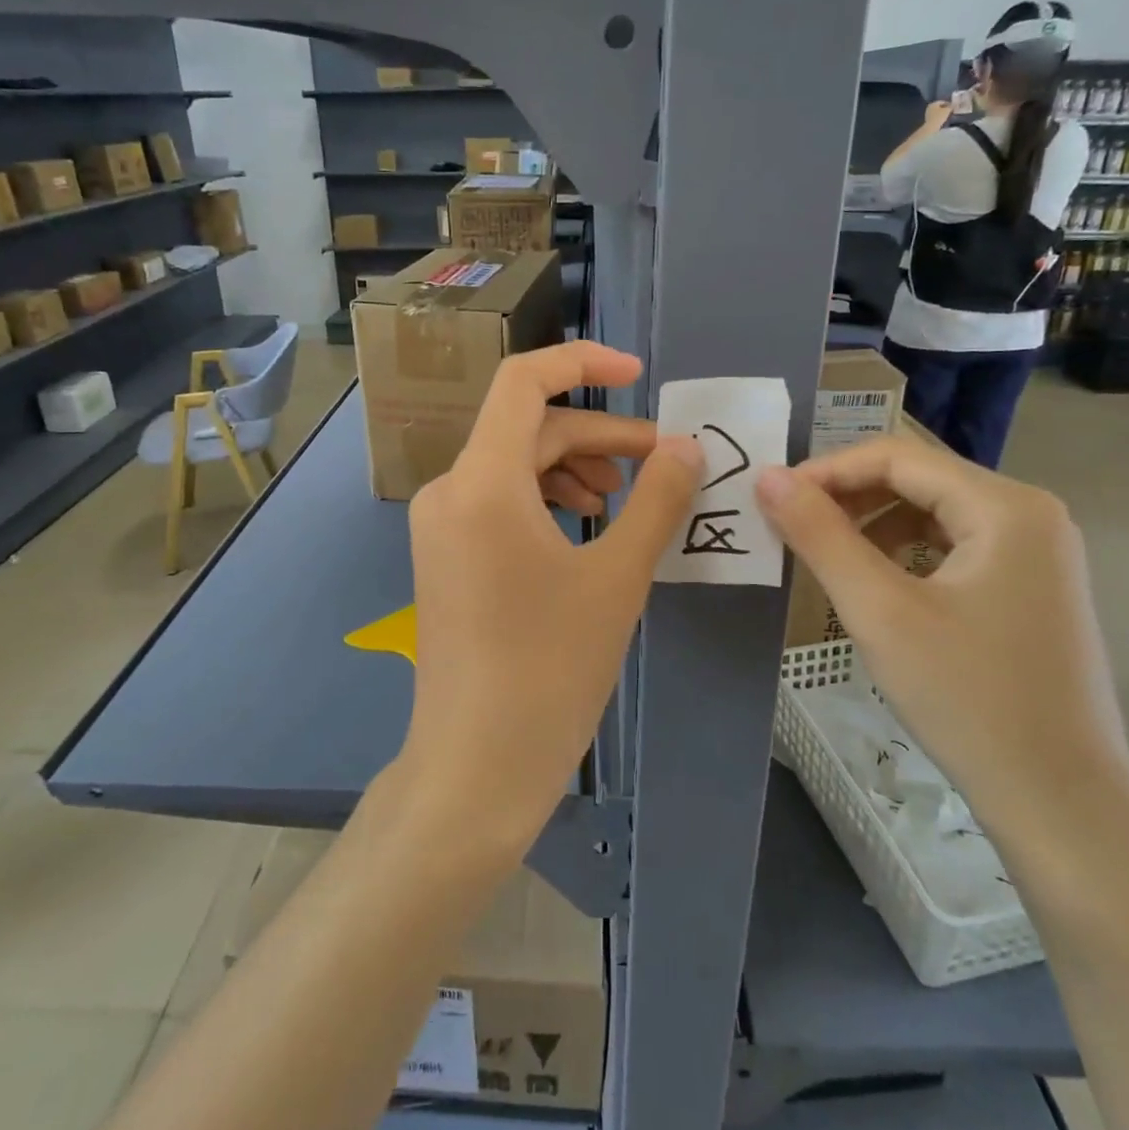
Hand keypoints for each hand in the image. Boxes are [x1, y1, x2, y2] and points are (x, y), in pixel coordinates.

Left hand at [398, 342, 702, 852]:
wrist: (476, 767)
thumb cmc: (551, 669)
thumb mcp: (617, 577)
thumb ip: (657, 500)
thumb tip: (687, 448)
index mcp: (482, 481)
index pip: (523, 382)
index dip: (582, 362)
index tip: (638, 374)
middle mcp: (450, 491)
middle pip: (528, 429)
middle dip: (598, 436)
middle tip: (660, 464)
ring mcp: (441, 527)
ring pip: (515, 467)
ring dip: (574, 468)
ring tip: (623, 501)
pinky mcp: (445, 558)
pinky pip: (499, 503)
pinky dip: (547, 501)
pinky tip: (585, 531)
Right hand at [756, 436, 1128, 848]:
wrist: (1062, 805)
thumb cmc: (969, 699)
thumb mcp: (880, 611)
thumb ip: (819, 535)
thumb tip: (768, 476)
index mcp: (1006, 506)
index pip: (897, 457)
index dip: (826, 470)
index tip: (772, 499)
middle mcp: (1030, 514)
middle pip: (918, 479)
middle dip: (847, 496)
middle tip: (789, 527)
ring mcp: (1037, 552)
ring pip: (933, 512)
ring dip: (871, 524)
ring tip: (824, 555)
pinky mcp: (1031, 587)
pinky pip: (953, 546)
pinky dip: (904, 552)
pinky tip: (876, 584)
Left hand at [922, 99, 953, 128]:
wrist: (931, 127)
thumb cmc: (939, 117)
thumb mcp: (947, 110)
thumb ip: (951, 106)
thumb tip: (954, 104)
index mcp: (933, 103)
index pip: (943, 102)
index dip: (948, 104)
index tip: (953, 106)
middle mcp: (929, 107)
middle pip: (939, 106)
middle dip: (945, 108)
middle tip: (950, 110)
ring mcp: (927, 113)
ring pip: (937, 111)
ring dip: (942, 112)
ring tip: (947, 114)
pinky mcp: (928, 119)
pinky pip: (935, 115)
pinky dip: (939, 116)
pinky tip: (942, 118)